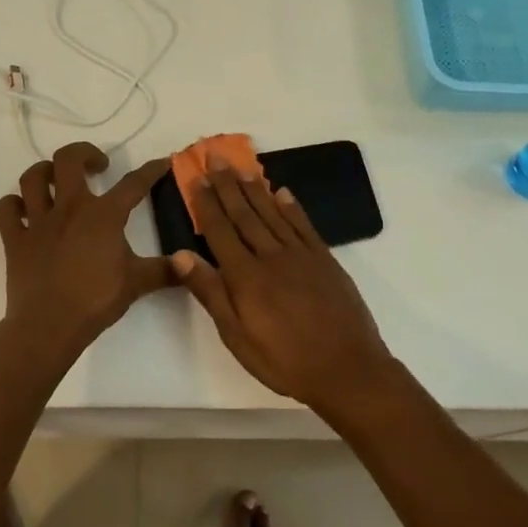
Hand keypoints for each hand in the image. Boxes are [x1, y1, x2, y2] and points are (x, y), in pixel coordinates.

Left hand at [0, 142, 173, 360]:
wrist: (49, 325)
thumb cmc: (96, 300)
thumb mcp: (137, 283)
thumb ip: (165, 270)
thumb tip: (191, 264)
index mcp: (103, 215)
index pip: (133, 184)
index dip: (151, 170)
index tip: (161, 162)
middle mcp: (69, 208)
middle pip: (69, 159)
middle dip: (84, 153)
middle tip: (97, 166)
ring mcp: (38, 221)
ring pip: (32, 178)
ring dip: (45, 172)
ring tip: (57, 179)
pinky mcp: (15, 239)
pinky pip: (7, 209)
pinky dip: (14, 205)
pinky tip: (25, 210)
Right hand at [170, 154, 394, 413]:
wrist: (347, 369)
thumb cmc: (284, 359)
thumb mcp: (237, 335)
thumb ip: (210, 292)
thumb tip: (180, 254)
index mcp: (245, 275)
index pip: (219, 230)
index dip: (206, 202)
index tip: (195, 177)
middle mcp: (270, 255)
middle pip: (244, 214)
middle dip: (227, 185)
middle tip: (215, 157)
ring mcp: (301, 255)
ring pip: (272, 213)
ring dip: (254, 188)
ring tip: (241, 166)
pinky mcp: (325, 259)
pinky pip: (303, 225)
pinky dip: (291, 207)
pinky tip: (282, 192)